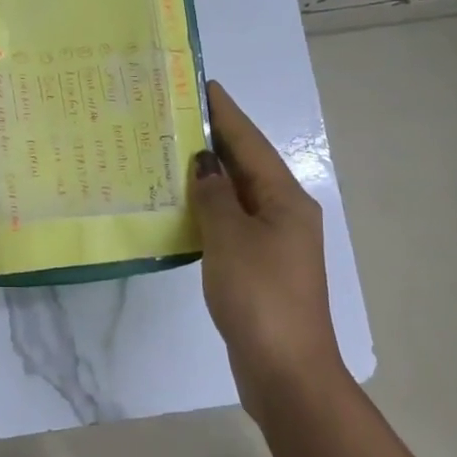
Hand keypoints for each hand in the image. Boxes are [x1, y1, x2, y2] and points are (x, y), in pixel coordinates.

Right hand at [189, 79, 346, 412]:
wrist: (287, 371)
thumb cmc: (260, 296)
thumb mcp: (231, 238)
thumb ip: (214, 195)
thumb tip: (204, 163)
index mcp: (284, 199)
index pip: (249, 142)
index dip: (225, 113)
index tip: (201, 84)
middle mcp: (284, 214)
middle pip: (246, 165)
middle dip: (214, 140)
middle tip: (173, 116)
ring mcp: (273, 243)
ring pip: (237, 196)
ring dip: (208, 175)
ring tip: (170, 154)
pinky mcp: (259, 268)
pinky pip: (230, 224)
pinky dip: (208, 210)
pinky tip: (181, 208)